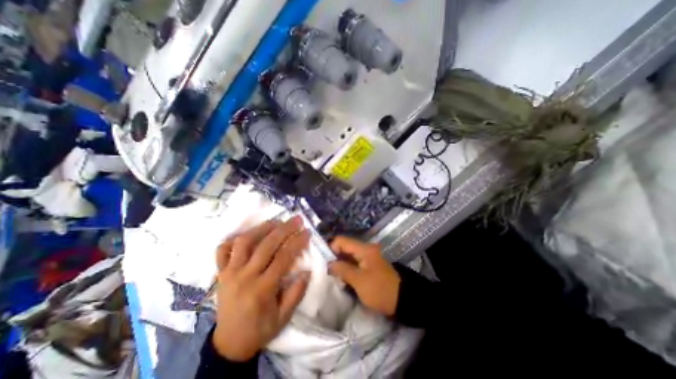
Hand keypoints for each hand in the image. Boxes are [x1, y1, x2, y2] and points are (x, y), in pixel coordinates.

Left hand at [211, 215, 310, 361]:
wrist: (229, 345)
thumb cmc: (260, 329)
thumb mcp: (284, 317)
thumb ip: (297, 293)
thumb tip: (306, 270)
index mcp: (263, 289)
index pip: (283, 257)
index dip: (297, 242)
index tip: (307, 232)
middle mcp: (245, 276)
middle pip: (266, 245)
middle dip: (284, 229)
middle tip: (296, 219)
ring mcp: (229, 273)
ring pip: (244, 242)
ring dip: (262, 228)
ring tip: (276, 222)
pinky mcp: (220, 273)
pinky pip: (223, 250)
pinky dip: (234, 239)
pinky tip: (249, 234)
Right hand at [330, 237, 399, 316]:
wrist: (403, 300)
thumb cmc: (380, 290)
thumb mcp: (359, 281)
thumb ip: (343, 269)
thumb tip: (329, 263)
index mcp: (364, 249)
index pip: (342, 240)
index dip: (331, 248)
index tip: (324, 263)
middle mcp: (366, 249)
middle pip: (345, 247)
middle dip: (334, 257)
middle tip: (326, 270)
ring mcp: (368, 256)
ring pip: (349, 255)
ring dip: (340, 263)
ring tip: (333, 275)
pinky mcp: (369, 264)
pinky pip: (354, 261)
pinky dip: (347, 267)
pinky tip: (342, 277)